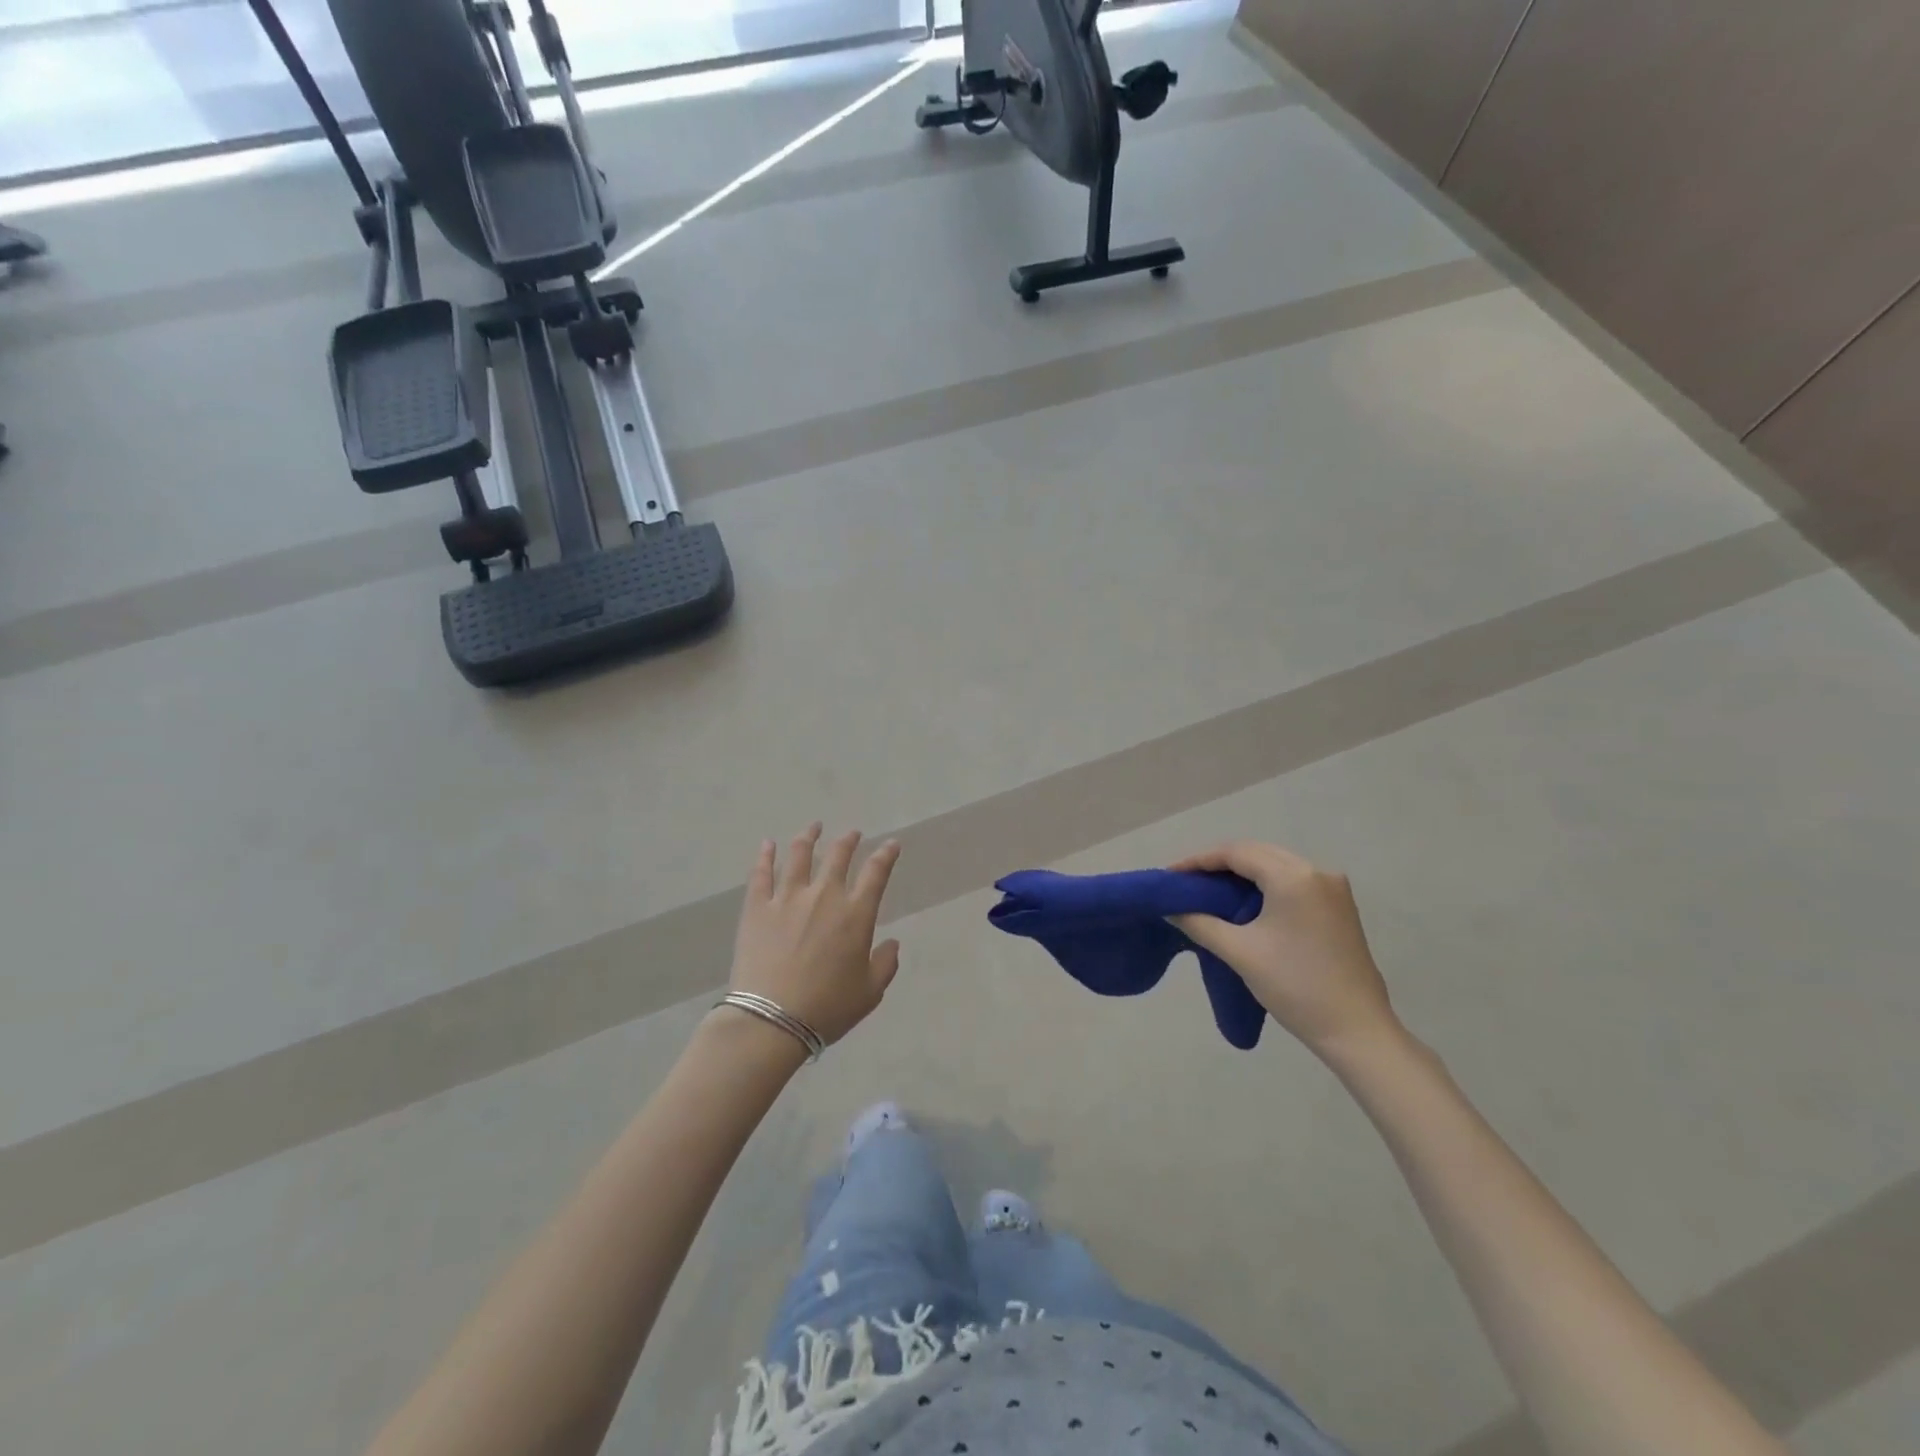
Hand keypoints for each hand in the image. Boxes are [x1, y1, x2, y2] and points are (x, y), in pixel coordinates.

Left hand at [727, 825, 902, 1047]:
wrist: (772, 1020)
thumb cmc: (827, 1008)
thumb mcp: (870, 992)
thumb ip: (885, 963)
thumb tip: (892, 943)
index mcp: (856, 914)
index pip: (876, 873)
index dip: (886, 855)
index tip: (891, 844)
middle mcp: (824, 896)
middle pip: (838, 856)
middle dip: (848, 841)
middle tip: (852, 834)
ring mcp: (787, 898)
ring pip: (799, 855)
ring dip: (809, 837)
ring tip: (814, 827)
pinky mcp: (757, 907)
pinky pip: (761, 873)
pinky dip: (765, 855)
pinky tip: (768, 844)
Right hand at [1170, 841, 1397, 1058]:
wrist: (1357, 1030)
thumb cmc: (1295, 986)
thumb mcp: (1240, 952)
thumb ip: (1200, 923)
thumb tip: (1170, 909)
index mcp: (1293, 877)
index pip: (1236, 853)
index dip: (1198, 860)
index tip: (1169, 875)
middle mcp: (1317, 871)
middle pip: (1257, 853)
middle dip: (1218, 863)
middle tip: (1185, 881)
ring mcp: (1333, 888)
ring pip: (1276, 865)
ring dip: (1242, 873)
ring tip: (1208, 890)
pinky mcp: (1339, 906)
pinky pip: (1292, 881)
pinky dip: (1264, 884)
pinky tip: (1244, 901)